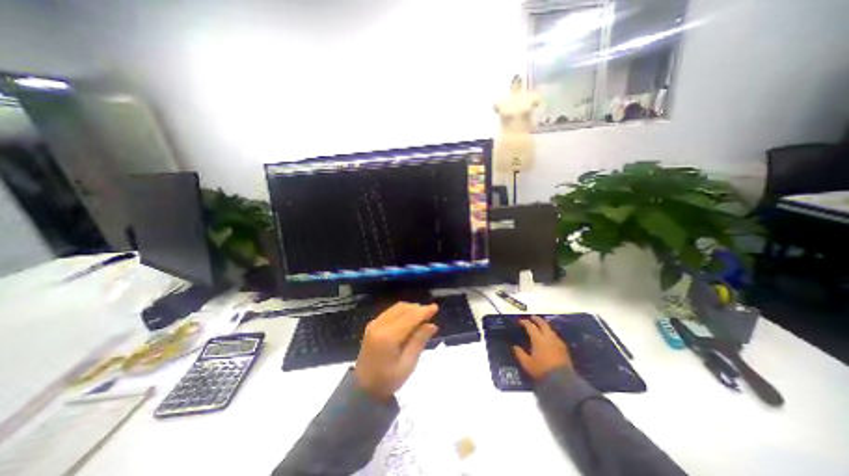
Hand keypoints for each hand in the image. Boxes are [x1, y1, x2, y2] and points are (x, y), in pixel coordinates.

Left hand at [356, 301, 440, 400]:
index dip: (424, 311)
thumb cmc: (388, 380)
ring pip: (396, 308)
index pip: (410, 317)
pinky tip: (409, 319)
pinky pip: (390, 312)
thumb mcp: (407, 364)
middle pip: (402, 309)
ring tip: (421, 316)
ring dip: (410, 309)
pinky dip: (402, 312)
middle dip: (418, 309)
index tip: (435, 307)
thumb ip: (419, 341)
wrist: (362, 388)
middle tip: (430, 314)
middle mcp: (379, 325)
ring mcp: (374, 324)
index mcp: (388, 336)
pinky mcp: (372, 325)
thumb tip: (432, 325)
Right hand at [514, 318, 572, 380]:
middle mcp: (548, 337)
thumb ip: (520, 353)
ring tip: (540, 326)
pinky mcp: (563, 347)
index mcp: (538, 339)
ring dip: (544, 325)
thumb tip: (515, 346)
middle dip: (536, 319)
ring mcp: (557, 341)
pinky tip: (549, 337)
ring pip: (550, 329)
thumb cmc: (542, 370)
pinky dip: (550, 333)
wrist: (562, 380)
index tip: (520, 321)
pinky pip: (555, 336)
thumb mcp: (527, 363)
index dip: (525, 322)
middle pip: (542, 324)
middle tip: (532, 317)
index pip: (530, 326)